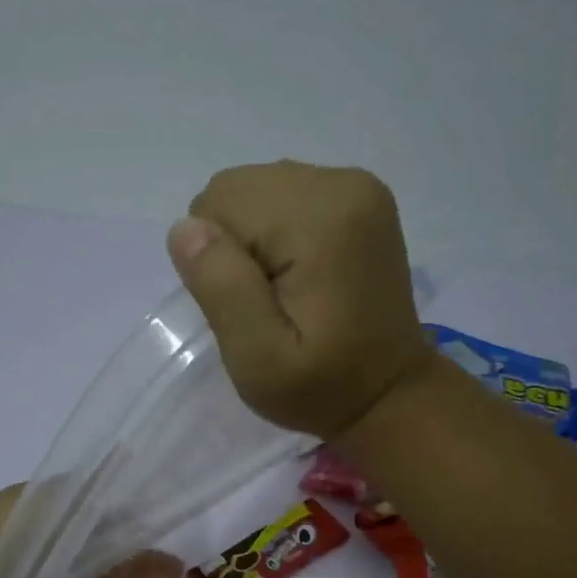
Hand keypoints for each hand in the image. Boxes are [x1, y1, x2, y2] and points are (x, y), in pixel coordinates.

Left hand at [0, 486, 183, 577]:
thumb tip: (128, 463)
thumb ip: (95, 494)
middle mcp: (56, 547)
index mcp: (54, 512)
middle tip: (174, 568)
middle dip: (141, 558)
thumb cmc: (9, 535)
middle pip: (110, 552)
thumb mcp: (58, 505)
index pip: (104, 513)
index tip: (162, 525)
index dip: (134, 520)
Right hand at [166, 160, 431, 437]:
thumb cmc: (321, 387)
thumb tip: (187, 227)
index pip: (218, 205)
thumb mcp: (259, 360)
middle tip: (267, 301)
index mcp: (320, 219)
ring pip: (257, 190)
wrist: (390, 393)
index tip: (253, 305)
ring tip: (287, 289)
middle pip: (236, 188)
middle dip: (235, 244)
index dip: (218, 261)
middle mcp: (342, 184)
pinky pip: (284, 195)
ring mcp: (356, 185)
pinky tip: (303, 274)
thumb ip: (223, 290)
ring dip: (255, 238)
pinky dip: (277, 232)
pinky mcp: (360, 196)